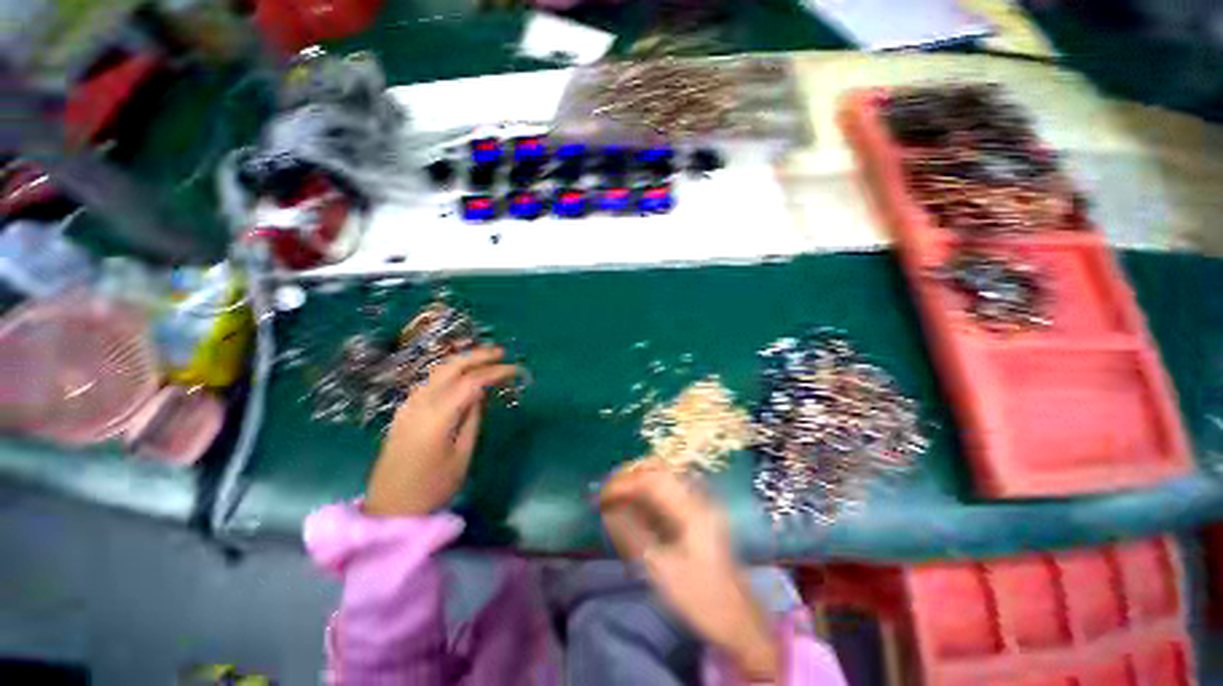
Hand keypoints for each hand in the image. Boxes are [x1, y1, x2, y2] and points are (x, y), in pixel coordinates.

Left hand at [364, 346, 517, 517]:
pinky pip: (429, 381)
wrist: (390, 508)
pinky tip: (461, 374)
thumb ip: (472, 419)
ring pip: (437, 371)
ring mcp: (408, 405)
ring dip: (462, 360)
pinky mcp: (404, 411)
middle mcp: (420, 404)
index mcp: (437, 416)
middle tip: (500, 352)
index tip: (514, 370)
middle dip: (477, 356)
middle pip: (450, 367)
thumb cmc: (432, 487)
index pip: (471, 382)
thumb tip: (481, 392)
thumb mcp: (462, 455)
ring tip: (485, 358)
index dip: (495, 372)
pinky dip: (449, 371)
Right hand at [600, 459, 780, 682]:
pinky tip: (636, 506)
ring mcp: (699, 502)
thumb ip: (632, 534)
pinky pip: (668, 490)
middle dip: (630, 476)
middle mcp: (696, 497)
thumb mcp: (661, 570)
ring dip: (638, 481)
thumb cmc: (700, 598)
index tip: (601, 496)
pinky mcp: (698, 512)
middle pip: (658, 470)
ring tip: (617, 497)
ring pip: (663, 477)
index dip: (623, 484)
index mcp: (690, 508)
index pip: (651, 480)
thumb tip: (608, 510)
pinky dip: (648, 493)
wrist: (739, 620)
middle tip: (607, 492)